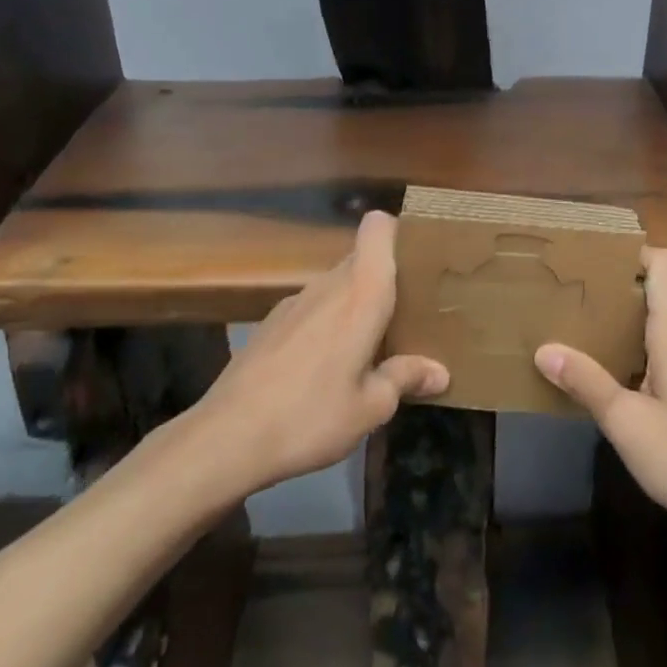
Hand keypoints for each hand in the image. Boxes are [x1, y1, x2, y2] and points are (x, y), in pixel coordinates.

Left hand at [195, 211, 447, 490]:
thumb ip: (406, 379)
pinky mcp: (269, 324)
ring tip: (369, 350)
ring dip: (354, 307)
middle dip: (385, 281)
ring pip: (336, 287)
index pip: (377, 228)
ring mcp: (294, 303)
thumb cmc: (311, 415)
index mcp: (361, 294)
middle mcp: (328, 285)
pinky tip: (324, 369)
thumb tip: (440, 372)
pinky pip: (312, 309)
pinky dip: (326, 325)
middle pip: (362, 260)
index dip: (397, 233)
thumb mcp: (370, 408)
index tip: (417, 263)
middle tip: (407, 319)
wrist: (226, 438)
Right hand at [535, 248, 666, 548]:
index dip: (631, 250)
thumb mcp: (629, 425)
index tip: (591, 256)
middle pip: (659, 294)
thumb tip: (544, 350)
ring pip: (665, 329)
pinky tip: (621, 382)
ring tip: (585, 336)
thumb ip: (587, 383)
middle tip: (571, 299)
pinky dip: (645, 355)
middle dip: (616, 293)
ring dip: (629, 328)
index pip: (662, 264)